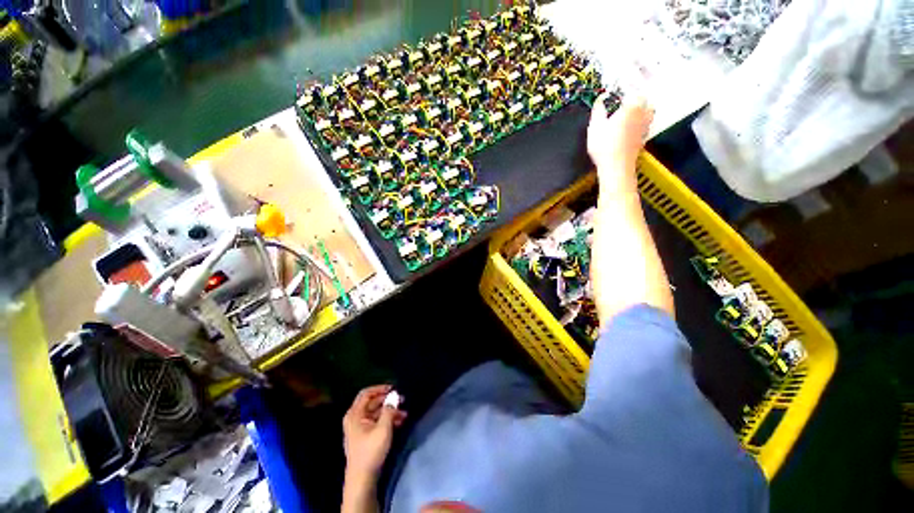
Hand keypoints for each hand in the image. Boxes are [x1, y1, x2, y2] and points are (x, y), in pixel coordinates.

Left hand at [343, 385, 406, 478]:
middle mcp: (355, 418)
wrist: (362, 478)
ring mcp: (359, 428)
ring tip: (404, 413)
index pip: (366, 393)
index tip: (394, 388)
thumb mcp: (383, 428)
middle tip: (403, 400)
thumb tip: (394, 396)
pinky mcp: (364, 436)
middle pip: (372, 402)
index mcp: (355, 414)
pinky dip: (387, 420)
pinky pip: (376, 421)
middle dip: (388, 401)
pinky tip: (400, 422)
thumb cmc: (371, 451)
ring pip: (376, 412)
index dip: (380, 388)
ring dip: (390, 411)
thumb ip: (389, 409)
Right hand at [587, 94, 653, 194]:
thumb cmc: (604, 145)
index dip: (626, 87)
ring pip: (647, 111)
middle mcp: (643, 113)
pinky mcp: (644, 137)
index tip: (618, 89)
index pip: (633, 90)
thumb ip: (598, 110)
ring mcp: (646, 126)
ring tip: (628, 112)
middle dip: (635, 97)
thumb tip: (600, 99)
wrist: (616, 167)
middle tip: (623, 99)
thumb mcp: (595, 126)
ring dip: (640, 109)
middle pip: (644, 99)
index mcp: (632, 106)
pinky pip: (644, 123)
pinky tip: (629, 126)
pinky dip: (639, 121)